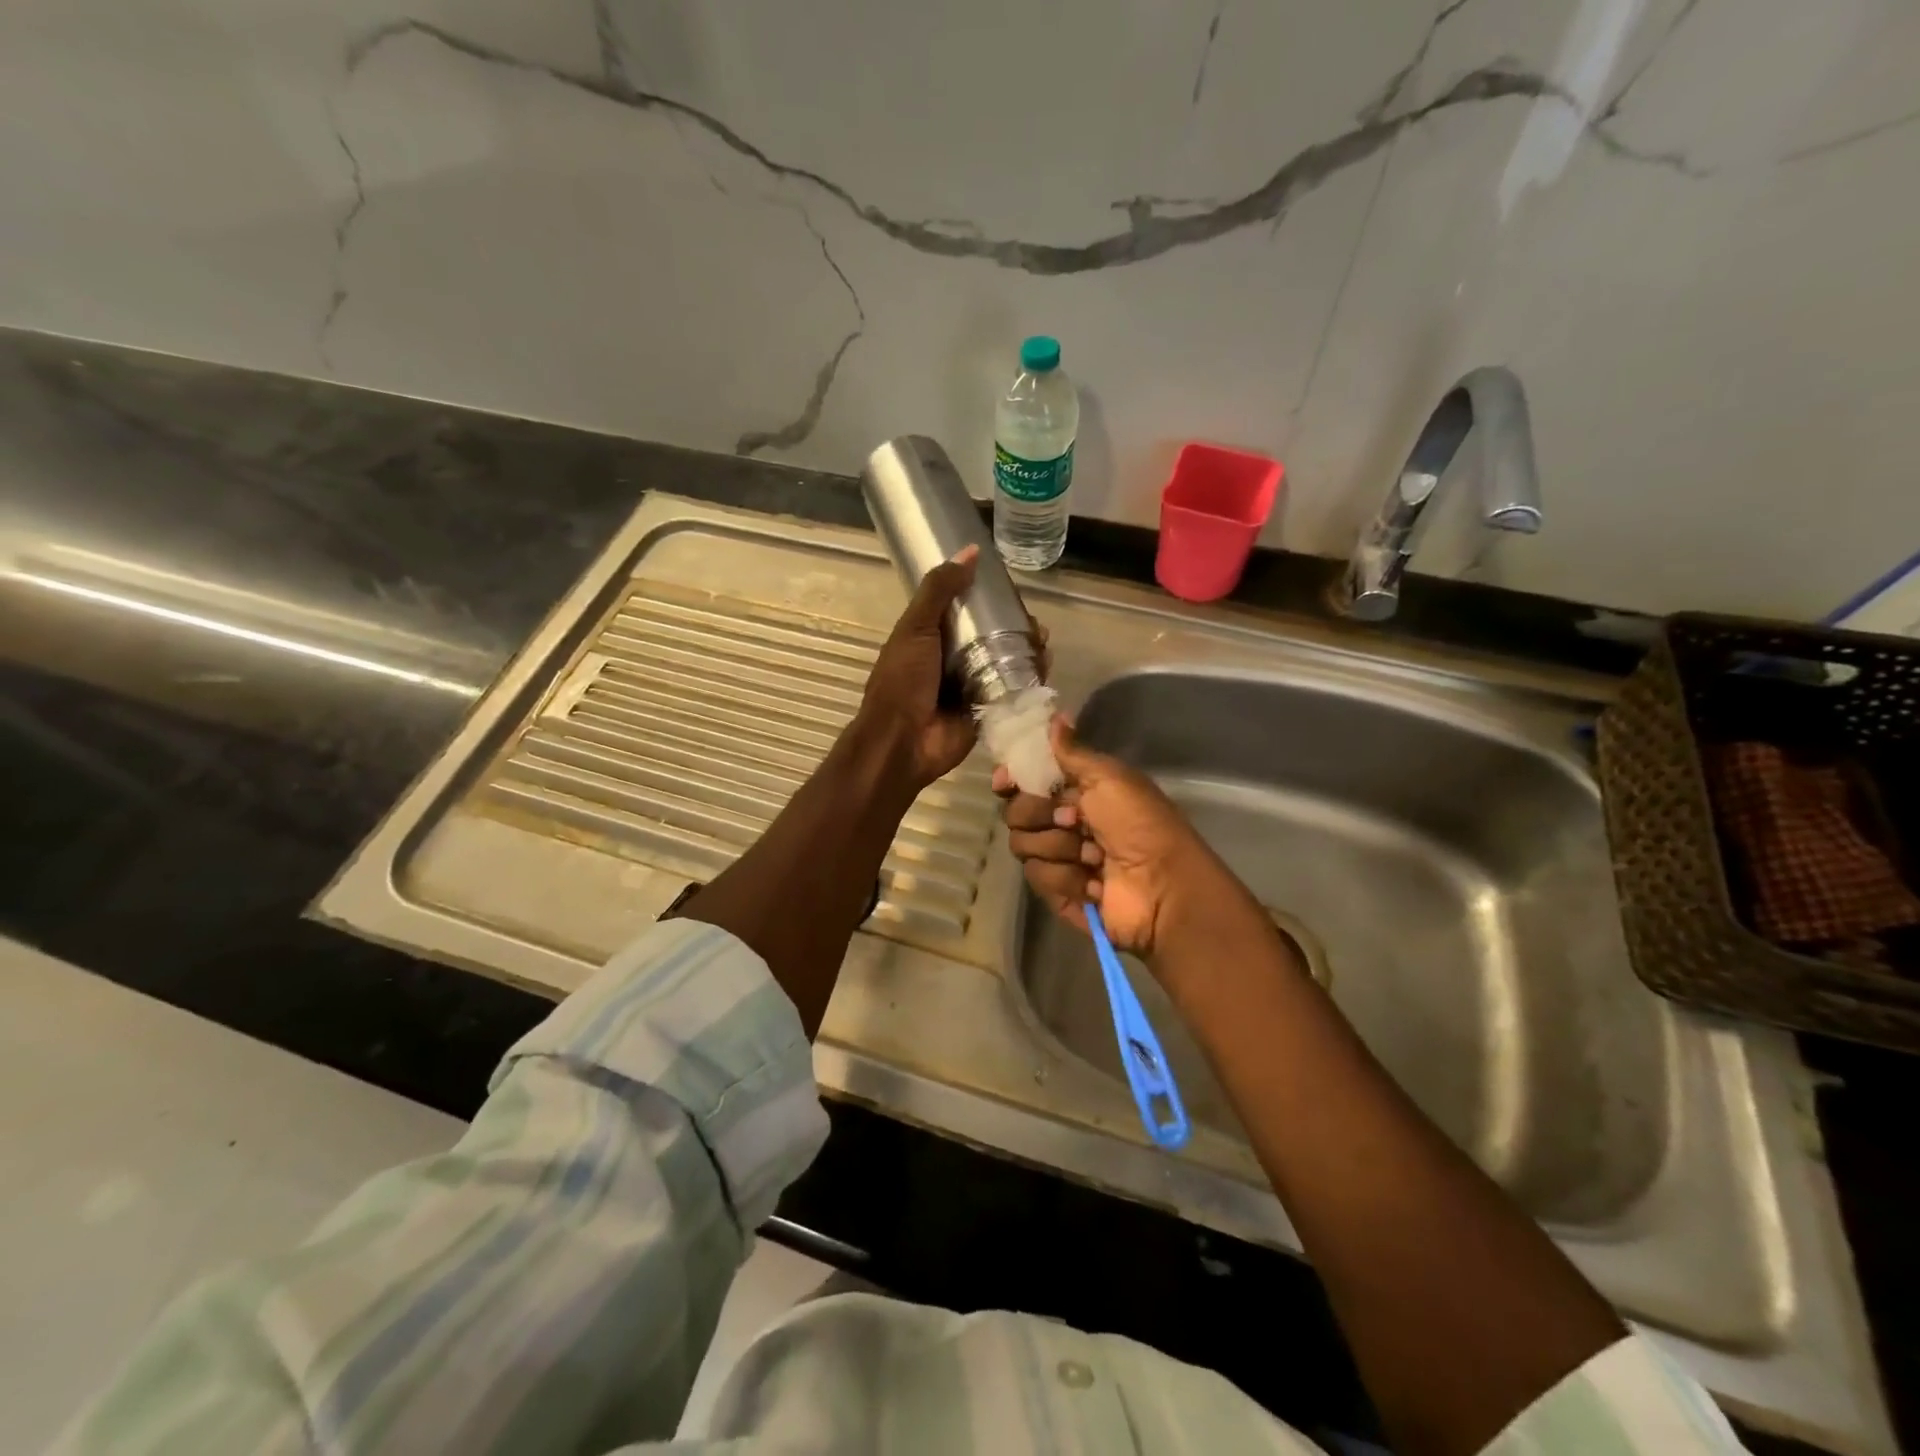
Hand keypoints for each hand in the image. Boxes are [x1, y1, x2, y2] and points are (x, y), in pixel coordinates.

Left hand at [856, 545, 1048, 790]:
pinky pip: (1012, 691)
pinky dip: (1029, 680)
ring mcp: (972, 687)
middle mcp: (954, 661)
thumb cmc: (903, 681)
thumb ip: (939, 590)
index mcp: (932, 638)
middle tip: (1035, 623)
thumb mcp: (916, 628)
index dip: (988, 599)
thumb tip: (970, 551)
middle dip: (1016, 628)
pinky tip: (1045, 667)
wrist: (902, 741)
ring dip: (1027, 652)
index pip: (966, 611)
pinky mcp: (987, 711)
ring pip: (1006, 663)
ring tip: (1044, 643)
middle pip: (992, 637)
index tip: (1011, 590)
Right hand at [994, 715, 1237, 959]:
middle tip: (1075, 820)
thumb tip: (1055, 716)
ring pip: (1022, 845)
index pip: (1025, 780)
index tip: (1006, 781)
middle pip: (1015, 812)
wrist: (1162, 886)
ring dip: (1060, 848)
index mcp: (1075, 791)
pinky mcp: (1056, 891)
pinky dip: (1067, 877)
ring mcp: (1057, 859)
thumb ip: (1072, 752)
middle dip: (1040, 814)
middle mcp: (1061, 822)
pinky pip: (1037, 876)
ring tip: (1094, 856)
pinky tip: (1094, 881)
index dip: (1011, 779)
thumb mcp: (1110, 778)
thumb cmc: (1140, 824)